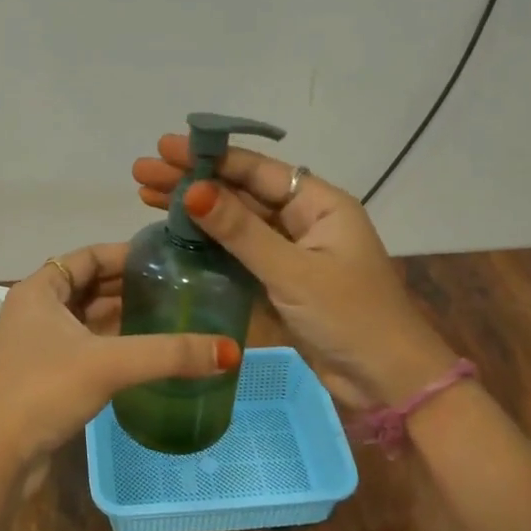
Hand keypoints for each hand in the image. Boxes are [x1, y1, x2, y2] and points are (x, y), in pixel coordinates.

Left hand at [0, 243, 240, 474]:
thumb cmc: (44, 391)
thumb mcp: (109, 364)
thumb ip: (168, 354)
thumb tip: (230, 351)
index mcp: (39, 290)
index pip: (88, 256)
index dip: (126, 254)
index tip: (166, 259)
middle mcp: (33, 309)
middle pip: (87, 285)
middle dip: (127, 285)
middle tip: (175, 287)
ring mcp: (34, 344)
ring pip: (84, 317)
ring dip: (119, 315)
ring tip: (166, 314)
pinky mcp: (41, 374)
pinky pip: (82, 345)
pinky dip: (109, 342)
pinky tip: (140, 352)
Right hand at [132, 135, 458, 411]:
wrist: (389, 382)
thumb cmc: (350, 318)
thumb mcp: (293, 271)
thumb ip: (240, 231)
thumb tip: (193, 190)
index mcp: (319, 204)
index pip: (256, 170)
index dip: (209, 157)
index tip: (164, 148)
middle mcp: (304, 219)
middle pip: (240, 192)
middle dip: (192, 181)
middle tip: (141, 173)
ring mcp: (290, 251)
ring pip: (235, 223)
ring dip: (195, 211)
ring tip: (145, 197)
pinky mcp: (280, 280)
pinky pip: (238, 253)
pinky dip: (208, 244)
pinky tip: (174, 236)